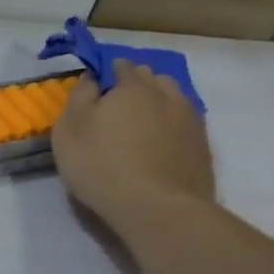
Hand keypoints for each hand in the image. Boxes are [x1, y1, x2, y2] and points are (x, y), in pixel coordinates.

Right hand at [50, 61, 215, 240]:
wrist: (158, 208)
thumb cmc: (101, 164)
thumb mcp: (70, 128)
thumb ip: (80, 96)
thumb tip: (92, 77)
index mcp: (133, 86)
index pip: (121, 65)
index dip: (107, 72)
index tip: (95, 87)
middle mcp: (167, 95)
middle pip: (152, 78)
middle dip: (134, 84)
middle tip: (114, 106)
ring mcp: (190, 120)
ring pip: (173, 98)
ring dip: (156, 102)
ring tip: (138, 124)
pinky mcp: (203, 147)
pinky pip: (184, 123)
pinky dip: (170, 125)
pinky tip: (157, 143)